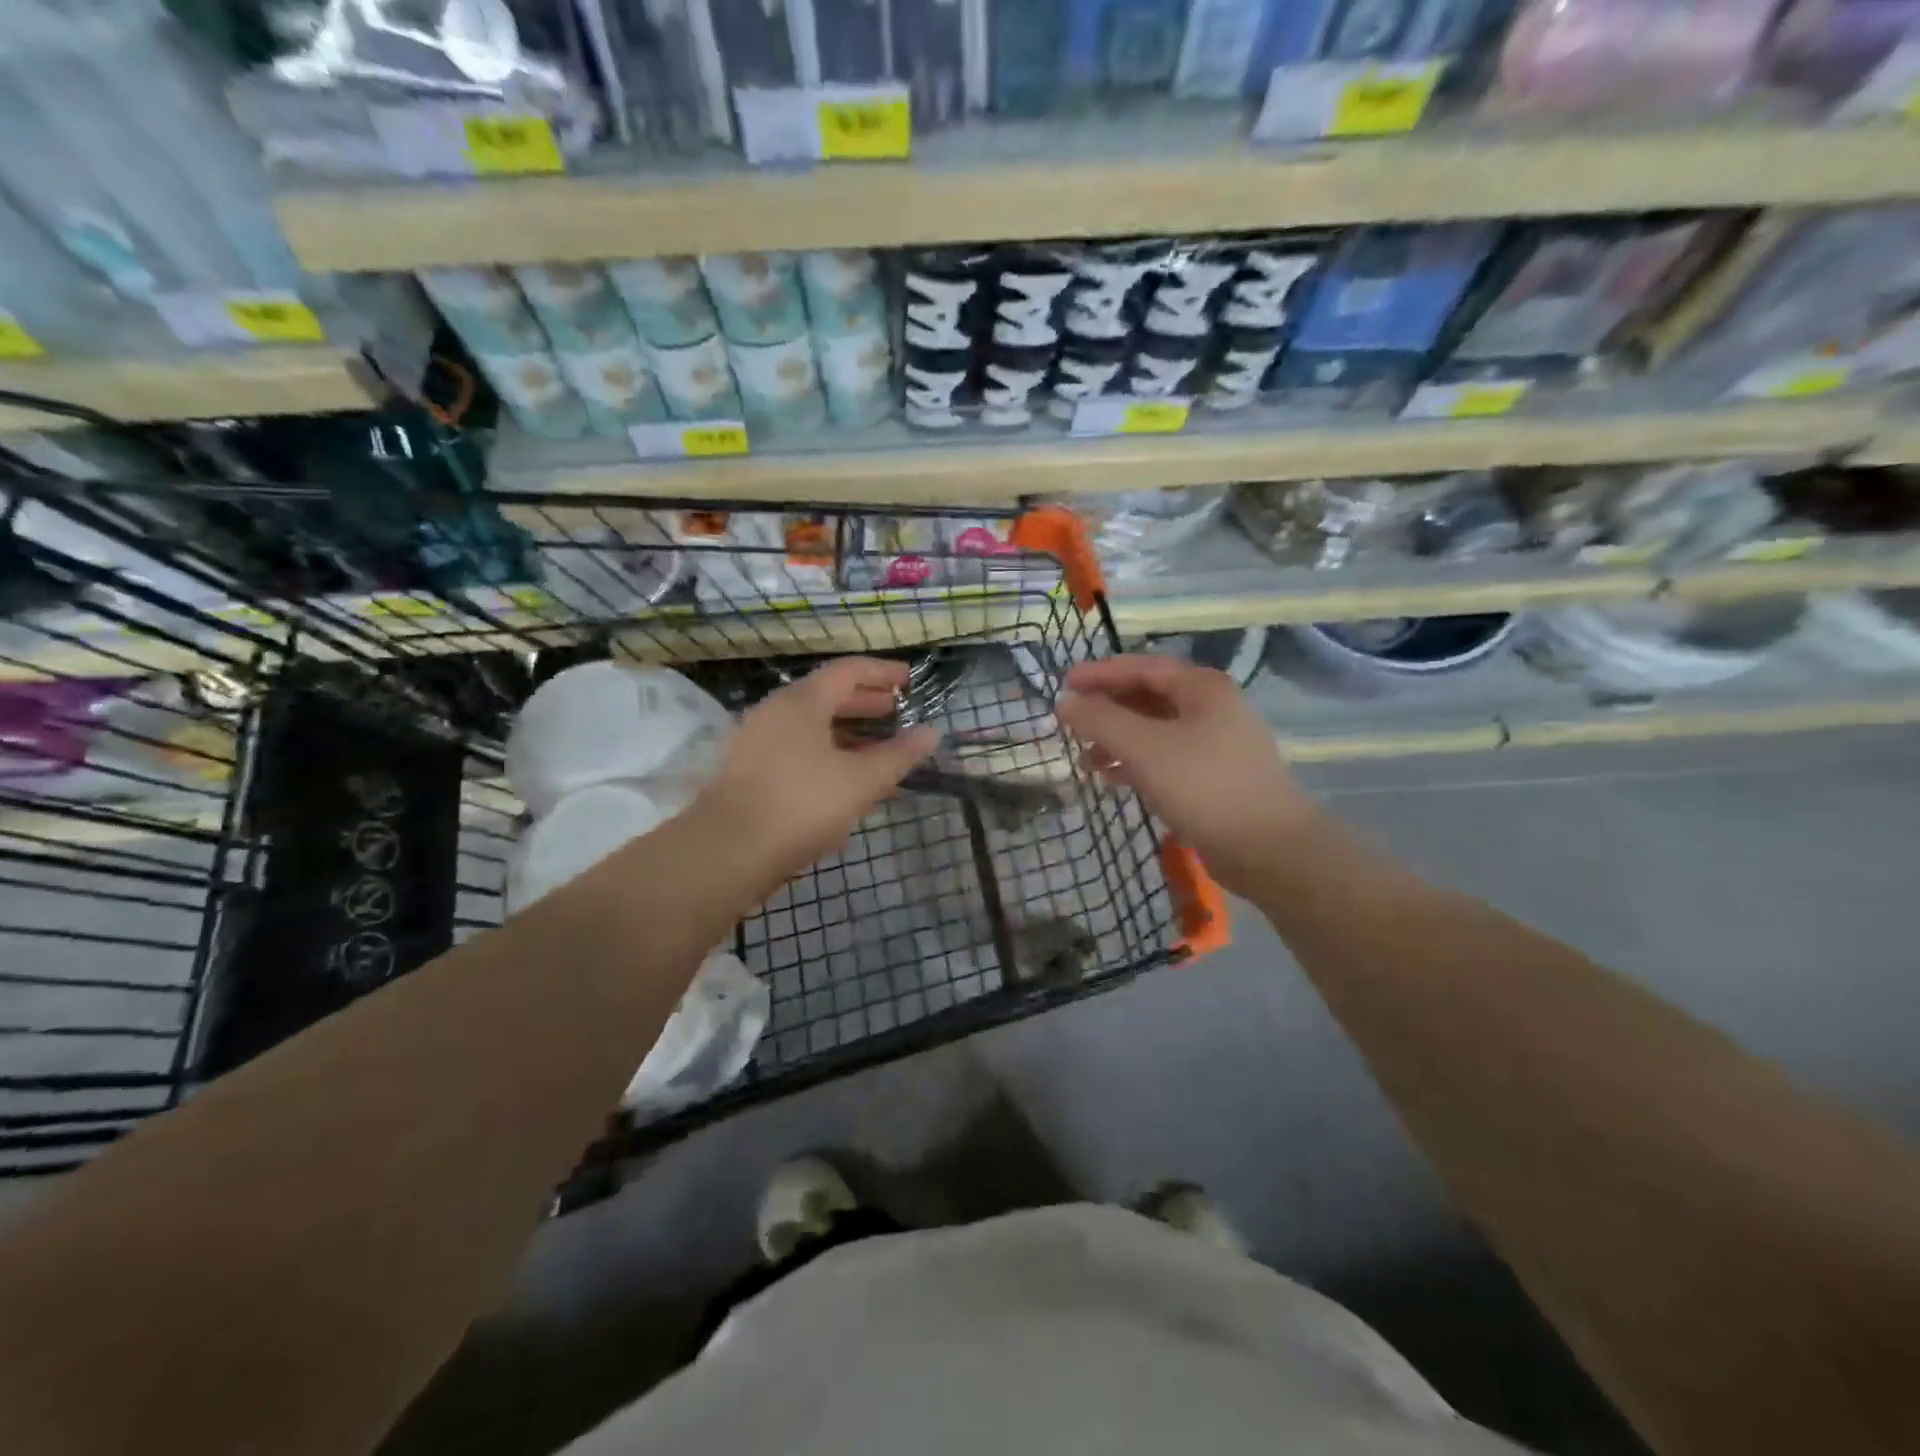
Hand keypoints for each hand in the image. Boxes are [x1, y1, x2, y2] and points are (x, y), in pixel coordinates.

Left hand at [696, 657, 938, 877]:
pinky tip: (846, 783)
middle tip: (897, 713)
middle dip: (866, 704)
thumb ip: (899, 755)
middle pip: (828, 697)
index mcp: (802, 701)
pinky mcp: (750, 773)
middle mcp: (776, 712)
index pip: (848, 671)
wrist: (728, 851)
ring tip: (879, 751)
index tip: (910, 682)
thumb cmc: (802, 803)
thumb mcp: (861, 780)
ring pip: (812, 728)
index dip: (882, 673)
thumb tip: (932, 733)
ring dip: (848, 735)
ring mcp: (758, 742)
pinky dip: (828, 756)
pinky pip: (798, 751)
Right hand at [1056, 654, 1318, 894]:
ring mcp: (1215, 744)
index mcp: (1201, 688)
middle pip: (1149, 697)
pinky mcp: (1213, 777)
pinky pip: (1165, 759)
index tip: (1064, 683)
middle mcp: (1211, 708)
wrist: (1268, 848)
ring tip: (1085, 760)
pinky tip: (1112, 780)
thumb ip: (1100, 720)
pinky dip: (1136, 764)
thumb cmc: (1204, 786)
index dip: (1100, 674)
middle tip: (1070, 722)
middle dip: (1107, 709)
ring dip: (1118, 740)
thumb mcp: (1144, 748)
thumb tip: (1065, 701)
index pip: (1142, 667)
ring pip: (1155, 731)